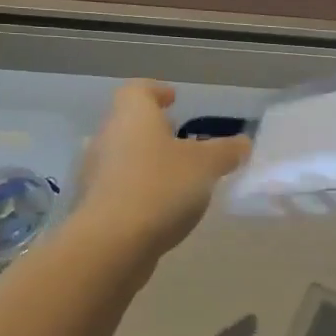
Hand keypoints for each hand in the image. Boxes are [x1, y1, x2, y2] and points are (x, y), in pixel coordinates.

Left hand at [73, 83, 249, 257]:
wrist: (111, 244)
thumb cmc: (161, 187)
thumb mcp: (206, 166)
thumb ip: (226, 151)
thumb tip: (242, 143)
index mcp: (132, 116)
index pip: (138, 90)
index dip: (156, 92)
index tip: (173, 99)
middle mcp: (107, 138)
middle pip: (129, 124)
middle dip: (155, 131)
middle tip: (183, 140)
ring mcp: (95, 175)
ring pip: (124, 157)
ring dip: (148, 162)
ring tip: (179, 177)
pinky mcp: (93, 208)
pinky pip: (120, 189)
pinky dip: (140, 190)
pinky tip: (162, 208)